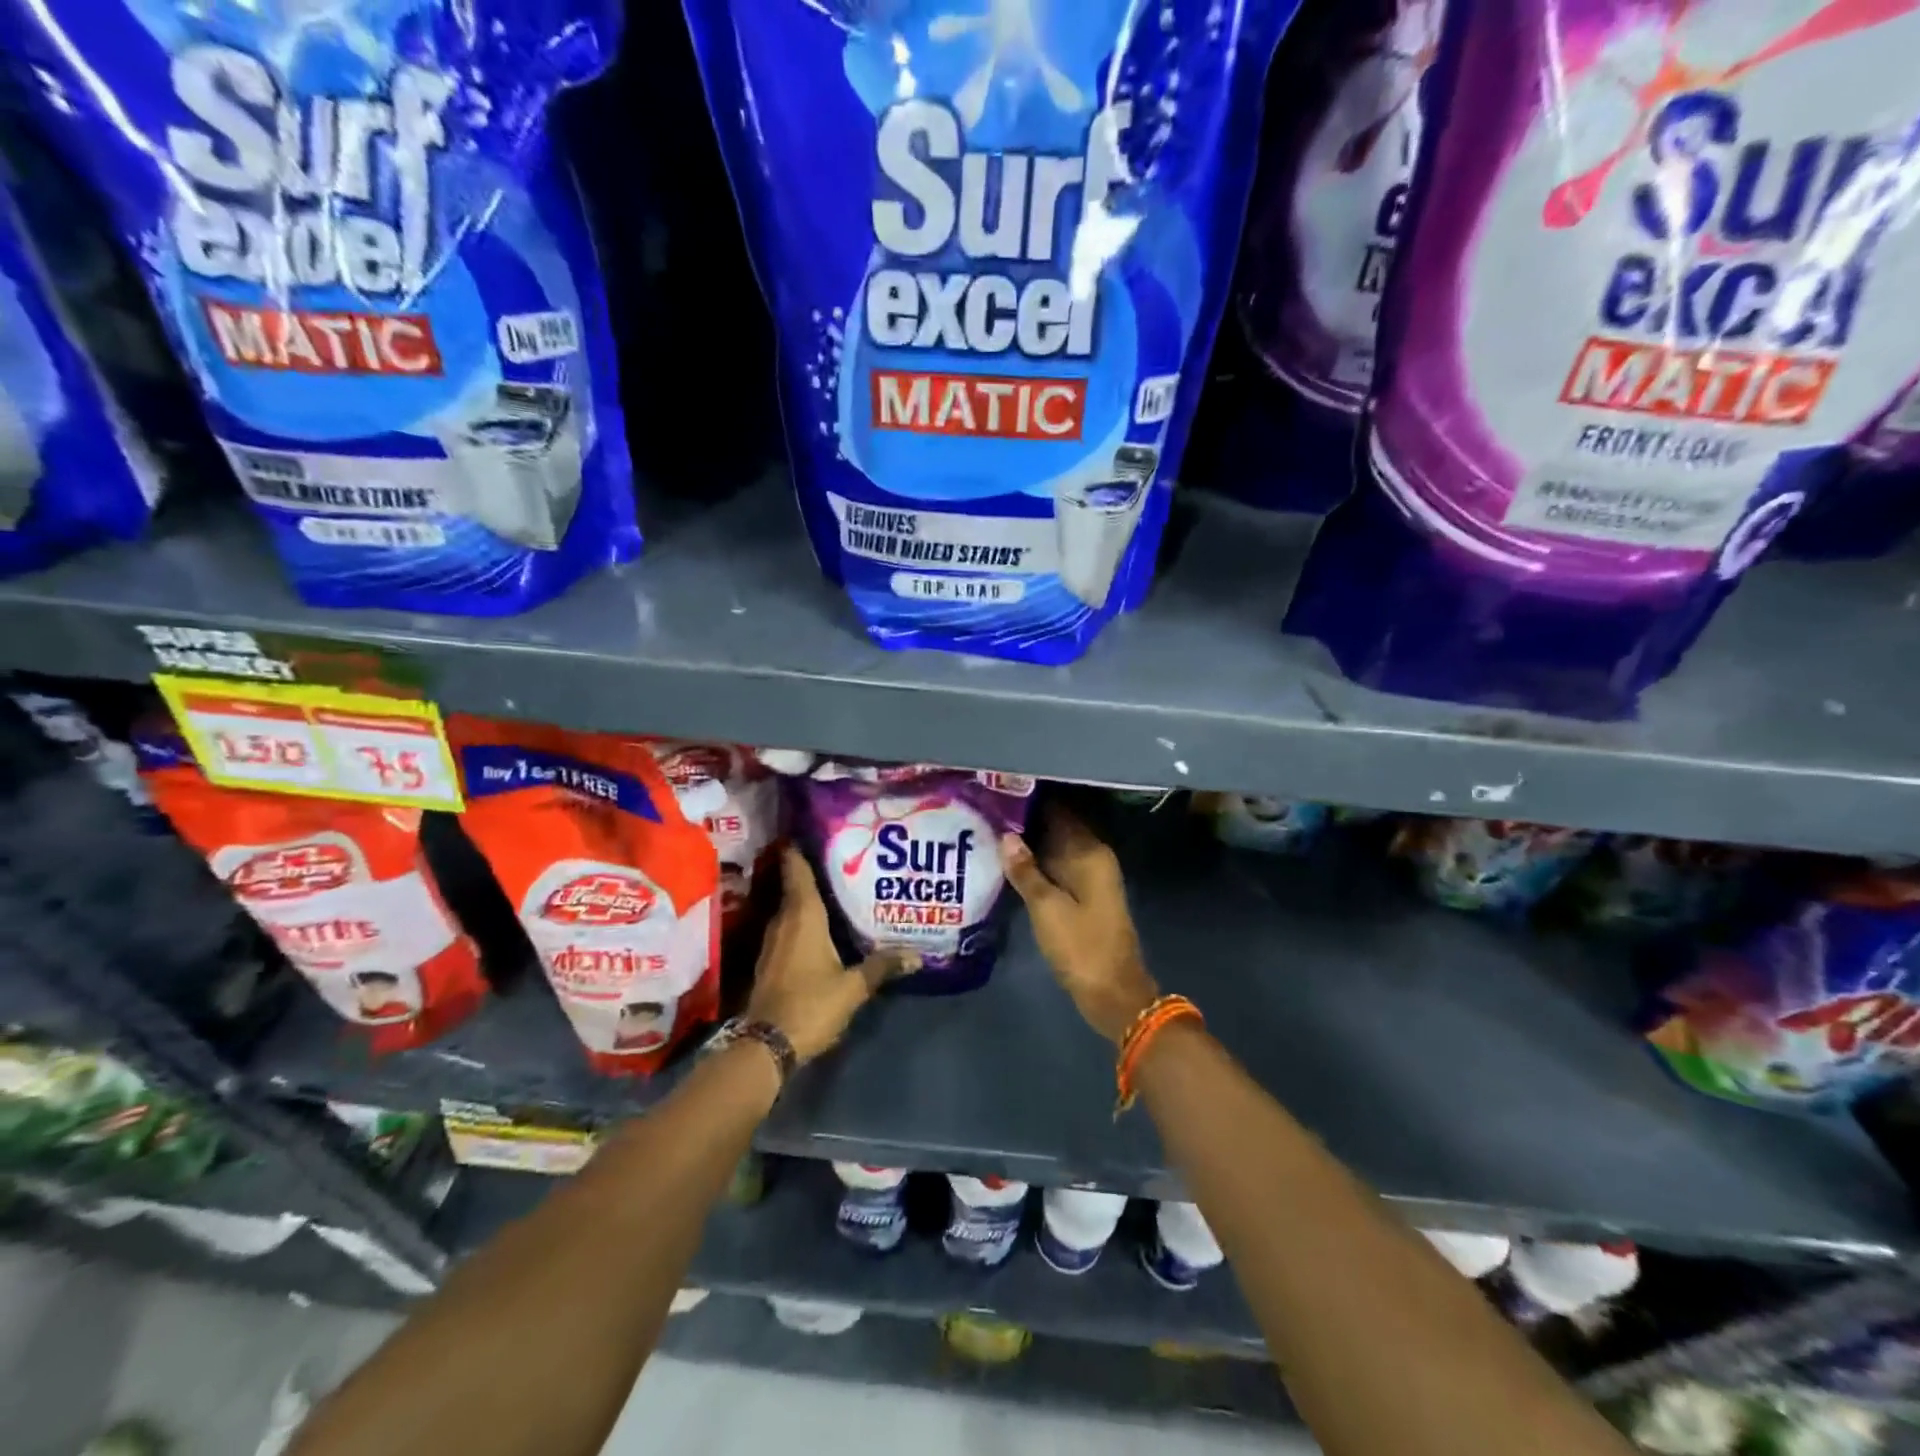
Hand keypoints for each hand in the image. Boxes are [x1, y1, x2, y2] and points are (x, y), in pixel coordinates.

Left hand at [746, 846, 917, 1063]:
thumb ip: (882, 966)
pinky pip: (790, 928)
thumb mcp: (853, 987)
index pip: (797, 868)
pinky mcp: (771, 960)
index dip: (800, 846)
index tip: (813, 826)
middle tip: (843, 856)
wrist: (766, 1045)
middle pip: (796, 885)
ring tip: (839, 888)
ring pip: (792, 908)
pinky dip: (804, 920)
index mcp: (802, 916)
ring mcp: (774, 941)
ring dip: (809, 897)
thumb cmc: (810, 1004)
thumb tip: (917, 955)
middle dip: (815, 870)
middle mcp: (784, 920)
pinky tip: (824, 927)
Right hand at [999, 806, 1159, 1044]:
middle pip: (1056, 828)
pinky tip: (1008, 863)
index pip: (1059, 812)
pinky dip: (1036, 864)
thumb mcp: (1047, 908)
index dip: (1029, 801)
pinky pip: (1056, 868)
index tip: (997, 792)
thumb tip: (1005, 835)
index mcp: (1090, 853)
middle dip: (1025, 820)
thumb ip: (1025, 870)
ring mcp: (1089, 878)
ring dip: (1029, 843)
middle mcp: (1093, 858)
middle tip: (986, 810)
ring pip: (1054, 849)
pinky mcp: (1083, 896)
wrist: (1112, 993)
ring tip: (989, 830)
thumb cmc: (1081, 946)